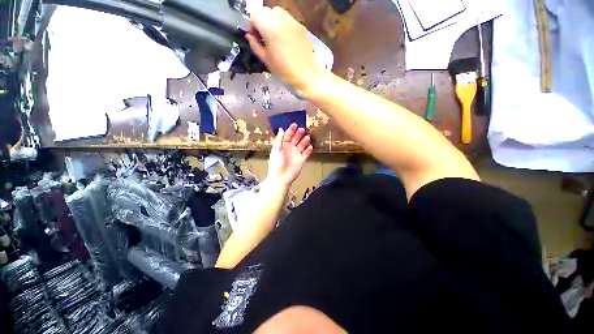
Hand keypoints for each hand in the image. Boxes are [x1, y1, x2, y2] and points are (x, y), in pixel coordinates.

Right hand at [246, 6, 321, 95]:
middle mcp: (283, 20)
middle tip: (264, 37)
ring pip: (279, 13)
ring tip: (275, 38)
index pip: (255, 13)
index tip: (254, 36)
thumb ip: (255, 45)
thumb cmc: (285, 72)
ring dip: (273, 21)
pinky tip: (286, 40)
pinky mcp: (302, 27)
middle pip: (267, 10)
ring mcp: (294, 23)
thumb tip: (249, 36)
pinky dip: (284, 25)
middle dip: (262, 21)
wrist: (307, 77)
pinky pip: (289, 20)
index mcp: (272, 29)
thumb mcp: (267, 61)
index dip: (252, 23)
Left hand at [267, 123, 313, 187]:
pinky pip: (306, 153)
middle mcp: (290, 148)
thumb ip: (279, 140)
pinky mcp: (301, 160)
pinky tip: (310, 146)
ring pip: (302, 145)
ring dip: (305, 141)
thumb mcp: (276, 151)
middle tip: (302, 130)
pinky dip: (309, 150)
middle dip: (299, 134)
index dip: (291, 130)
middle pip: (296, 139)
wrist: (281, 178)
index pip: (287, 135)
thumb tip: (281, 129)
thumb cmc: (276, 164)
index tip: (295, 124)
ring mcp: (296, 154)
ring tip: (307, 137)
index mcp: (283, 146)